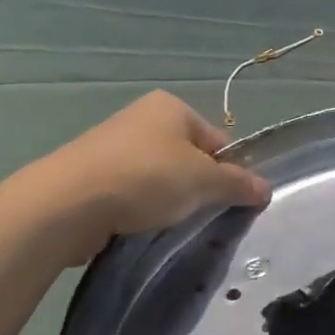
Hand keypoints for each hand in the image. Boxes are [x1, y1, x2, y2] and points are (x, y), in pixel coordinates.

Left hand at [16, 92, 270, 265]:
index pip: (216, 140)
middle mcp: (142, 118)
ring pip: (158, 177)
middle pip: (187, 158)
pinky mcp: (90, 174)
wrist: (67, 202)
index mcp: (171, 107)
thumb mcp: (203, 181)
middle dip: (195, 187)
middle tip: (198, 216)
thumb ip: (237, 184)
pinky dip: (137, 208)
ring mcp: (112, 145)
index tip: (226, 202)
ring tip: (165, 225)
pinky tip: (136, 227)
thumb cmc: (145, 178)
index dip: (227, 171)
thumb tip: (266, 188)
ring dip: (166, 200)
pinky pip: (129, 191)